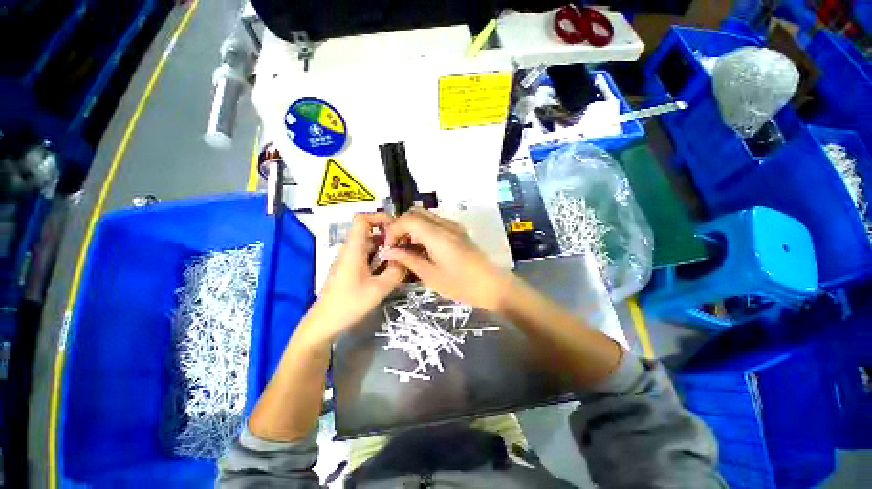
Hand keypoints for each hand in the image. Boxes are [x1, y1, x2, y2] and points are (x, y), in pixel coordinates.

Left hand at [297, 213, 405, 346]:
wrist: (324, 323)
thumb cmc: (350, 304)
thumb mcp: (379, 289)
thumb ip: (396, 271)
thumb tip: (406, 259)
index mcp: (354, 249)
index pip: (362, 219)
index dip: (379, 217)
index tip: (396, 228)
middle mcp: (349, 249)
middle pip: (368, 231)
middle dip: (387, 235)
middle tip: (403, 246)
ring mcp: (348, 259)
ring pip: (368, 244)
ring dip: (384, 247)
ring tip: (399, 258)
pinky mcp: (348, 268)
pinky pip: (365, 255)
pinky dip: (378, 257)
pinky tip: (388, 269)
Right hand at [382, 208, 512, 310]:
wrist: (492, 285)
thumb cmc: (461, 284)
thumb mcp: (430, 275)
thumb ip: (408, 259)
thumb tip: (388, 251)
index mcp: (437, 234)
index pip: (407, 219)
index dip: (393, 230)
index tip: (389, 247)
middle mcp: (445, 224)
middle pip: (415, 212)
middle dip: (401, 226)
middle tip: (397, 246)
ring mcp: (453, 226)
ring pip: (425, 216)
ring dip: (412, 228)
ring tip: (408, 249)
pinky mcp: (458, 231)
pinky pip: (435, 223)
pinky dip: (423, 230)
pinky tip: (423, 248)